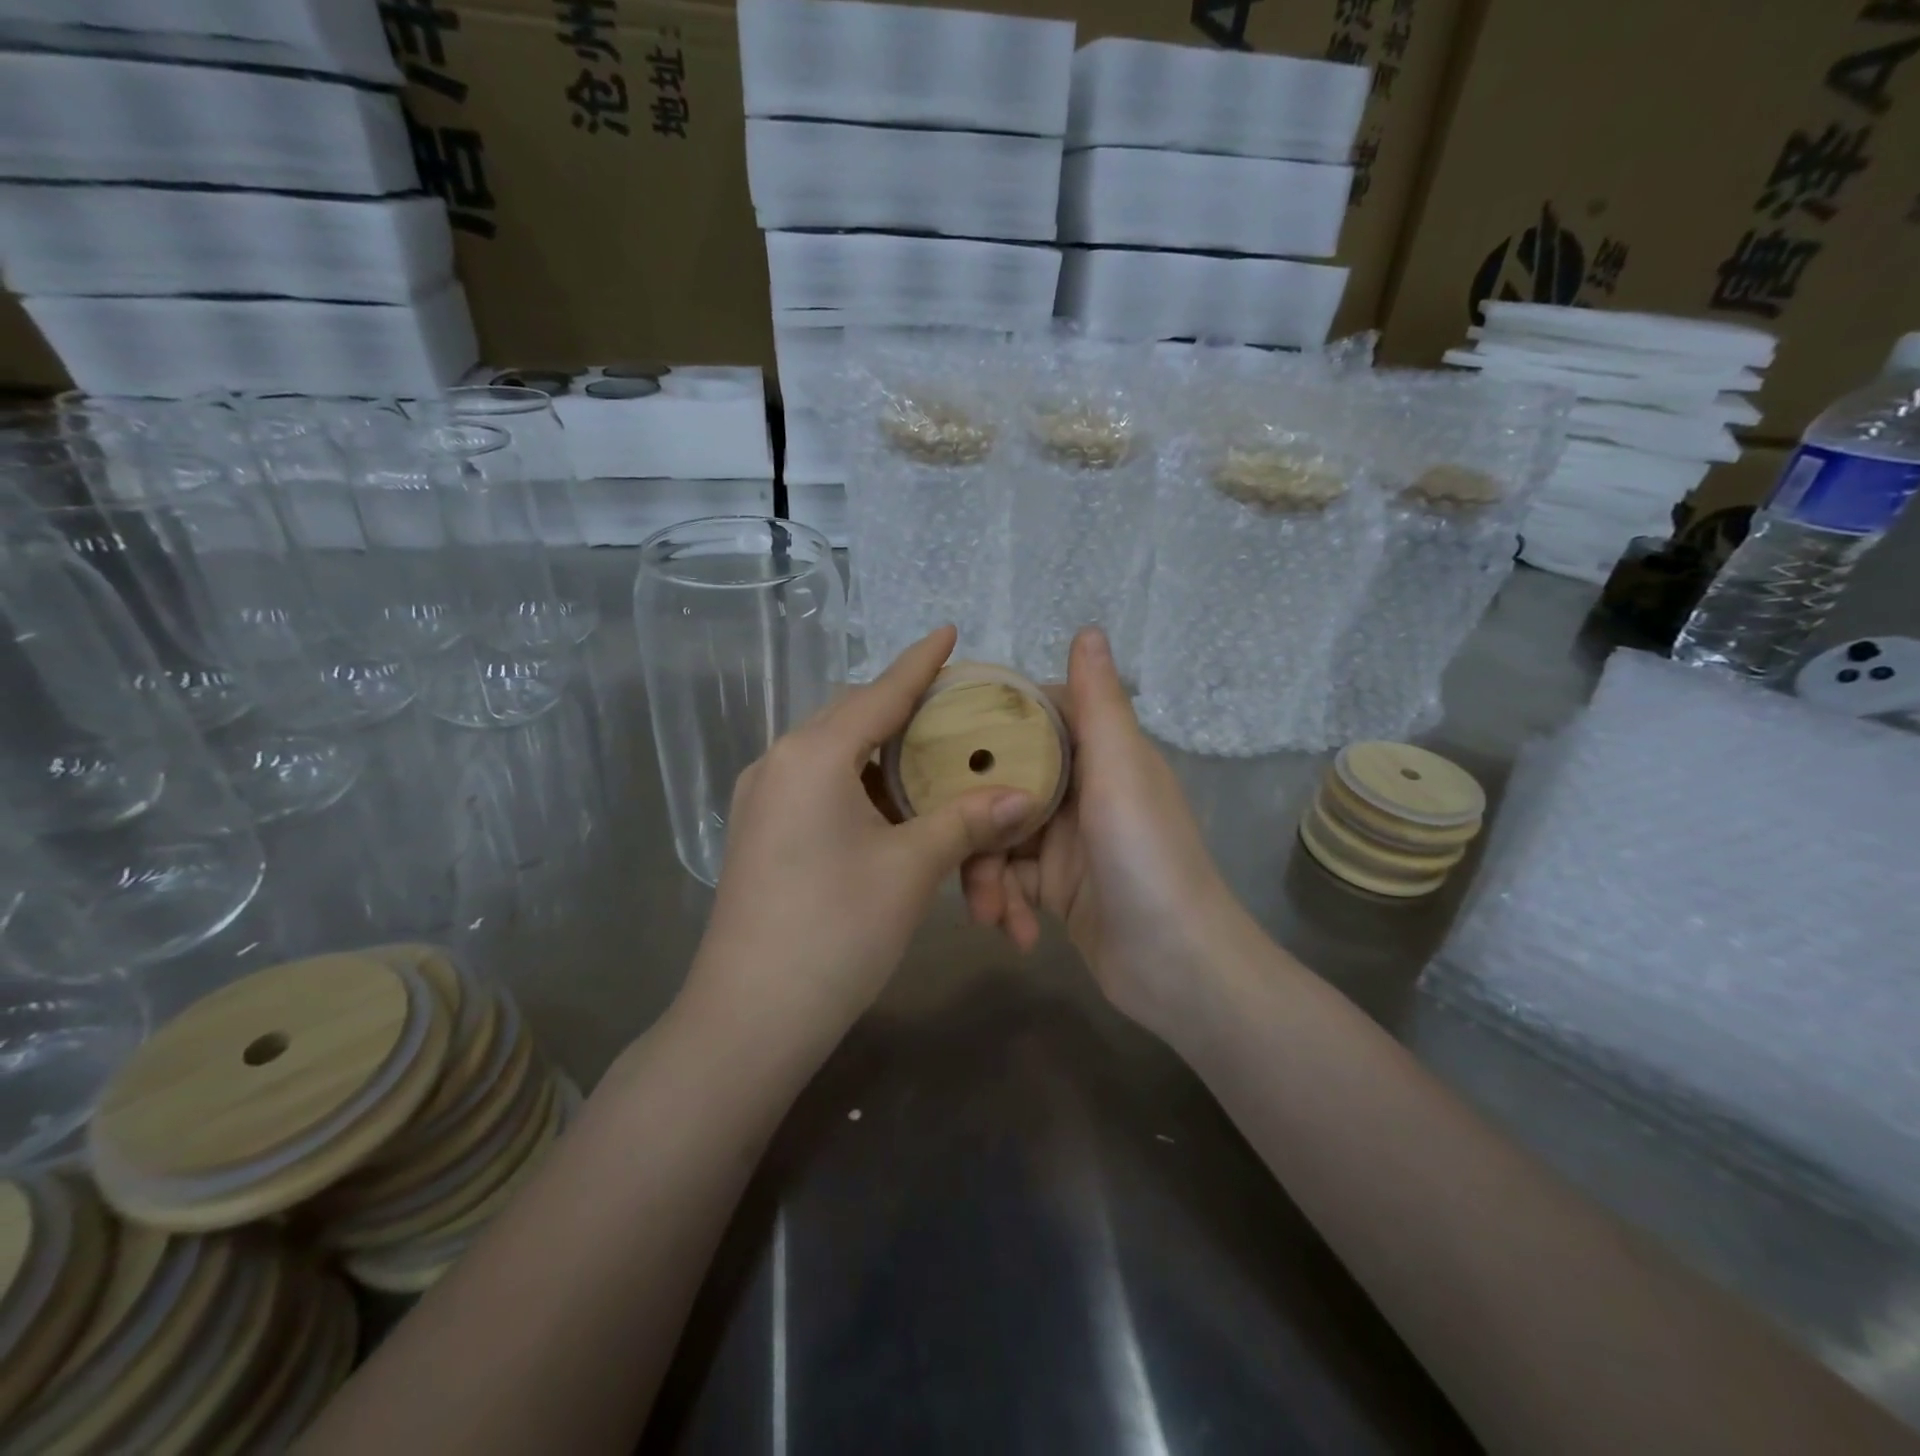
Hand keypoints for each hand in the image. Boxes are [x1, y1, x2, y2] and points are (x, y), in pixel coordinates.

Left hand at [685, 626, 1037, 1053]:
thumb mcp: (911, 869)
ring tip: (931, 751)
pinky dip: (858, 782)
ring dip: (879, 749)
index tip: (949, 631)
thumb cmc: (836, 930)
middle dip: (901, 705)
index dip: (919, 663)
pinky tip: (890, 801)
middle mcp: (779, 762)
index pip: (880, 693)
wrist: (750, 1016)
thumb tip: (1021, 796)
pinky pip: (817, 785)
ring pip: (833, 753)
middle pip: (852, 716)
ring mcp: (762, 798)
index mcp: (814, 754)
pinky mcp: (759, 831)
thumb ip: (965, 821)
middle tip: (954, 704)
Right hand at [961, 627, 1254, 1045]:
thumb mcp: (1120, 773)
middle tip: (947, 839)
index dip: (992, 721)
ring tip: (988, 911)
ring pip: (999, 837)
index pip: (1037, 718)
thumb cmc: (1147, 858)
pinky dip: (1007, 904)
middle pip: (1004, 783)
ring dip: (986, 874)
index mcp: (1101, 755)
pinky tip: (1013, 932)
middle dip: (974, 817)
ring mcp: (1067, 842)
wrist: (1179, 968)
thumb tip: (1088, 629)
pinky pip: (1012, 881)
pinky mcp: (1057, 888)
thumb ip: (1098, 704)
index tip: (942, 730)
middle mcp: (1083, 791)